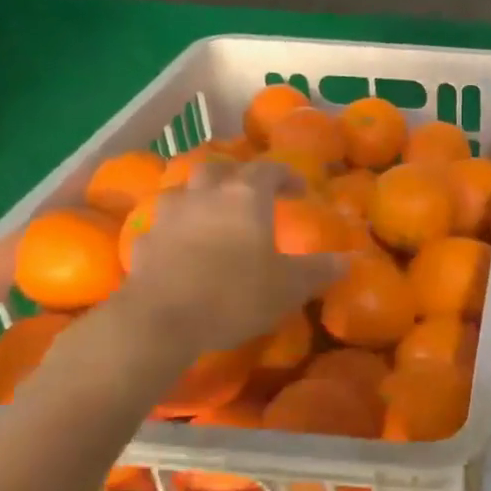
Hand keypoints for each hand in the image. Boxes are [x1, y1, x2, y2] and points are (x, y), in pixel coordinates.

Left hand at [114, 161, 343, 350]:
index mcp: (246, 196)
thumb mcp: (290, 287)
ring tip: (213, 217)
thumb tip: (346, 261)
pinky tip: (181, 248)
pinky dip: (175, 230)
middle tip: (251, 196)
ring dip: (201, 197)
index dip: (286, 176)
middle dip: (237, 177)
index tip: (299, 190)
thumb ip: (319, 270)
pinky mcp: (144, 242)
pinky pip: (163, 225)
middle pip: (220, 169)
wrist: (161, 321)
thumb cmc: (235, 294)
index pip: (269, 169)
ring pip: (185, 191)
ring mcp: (169, 216)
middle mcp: (206, 195)